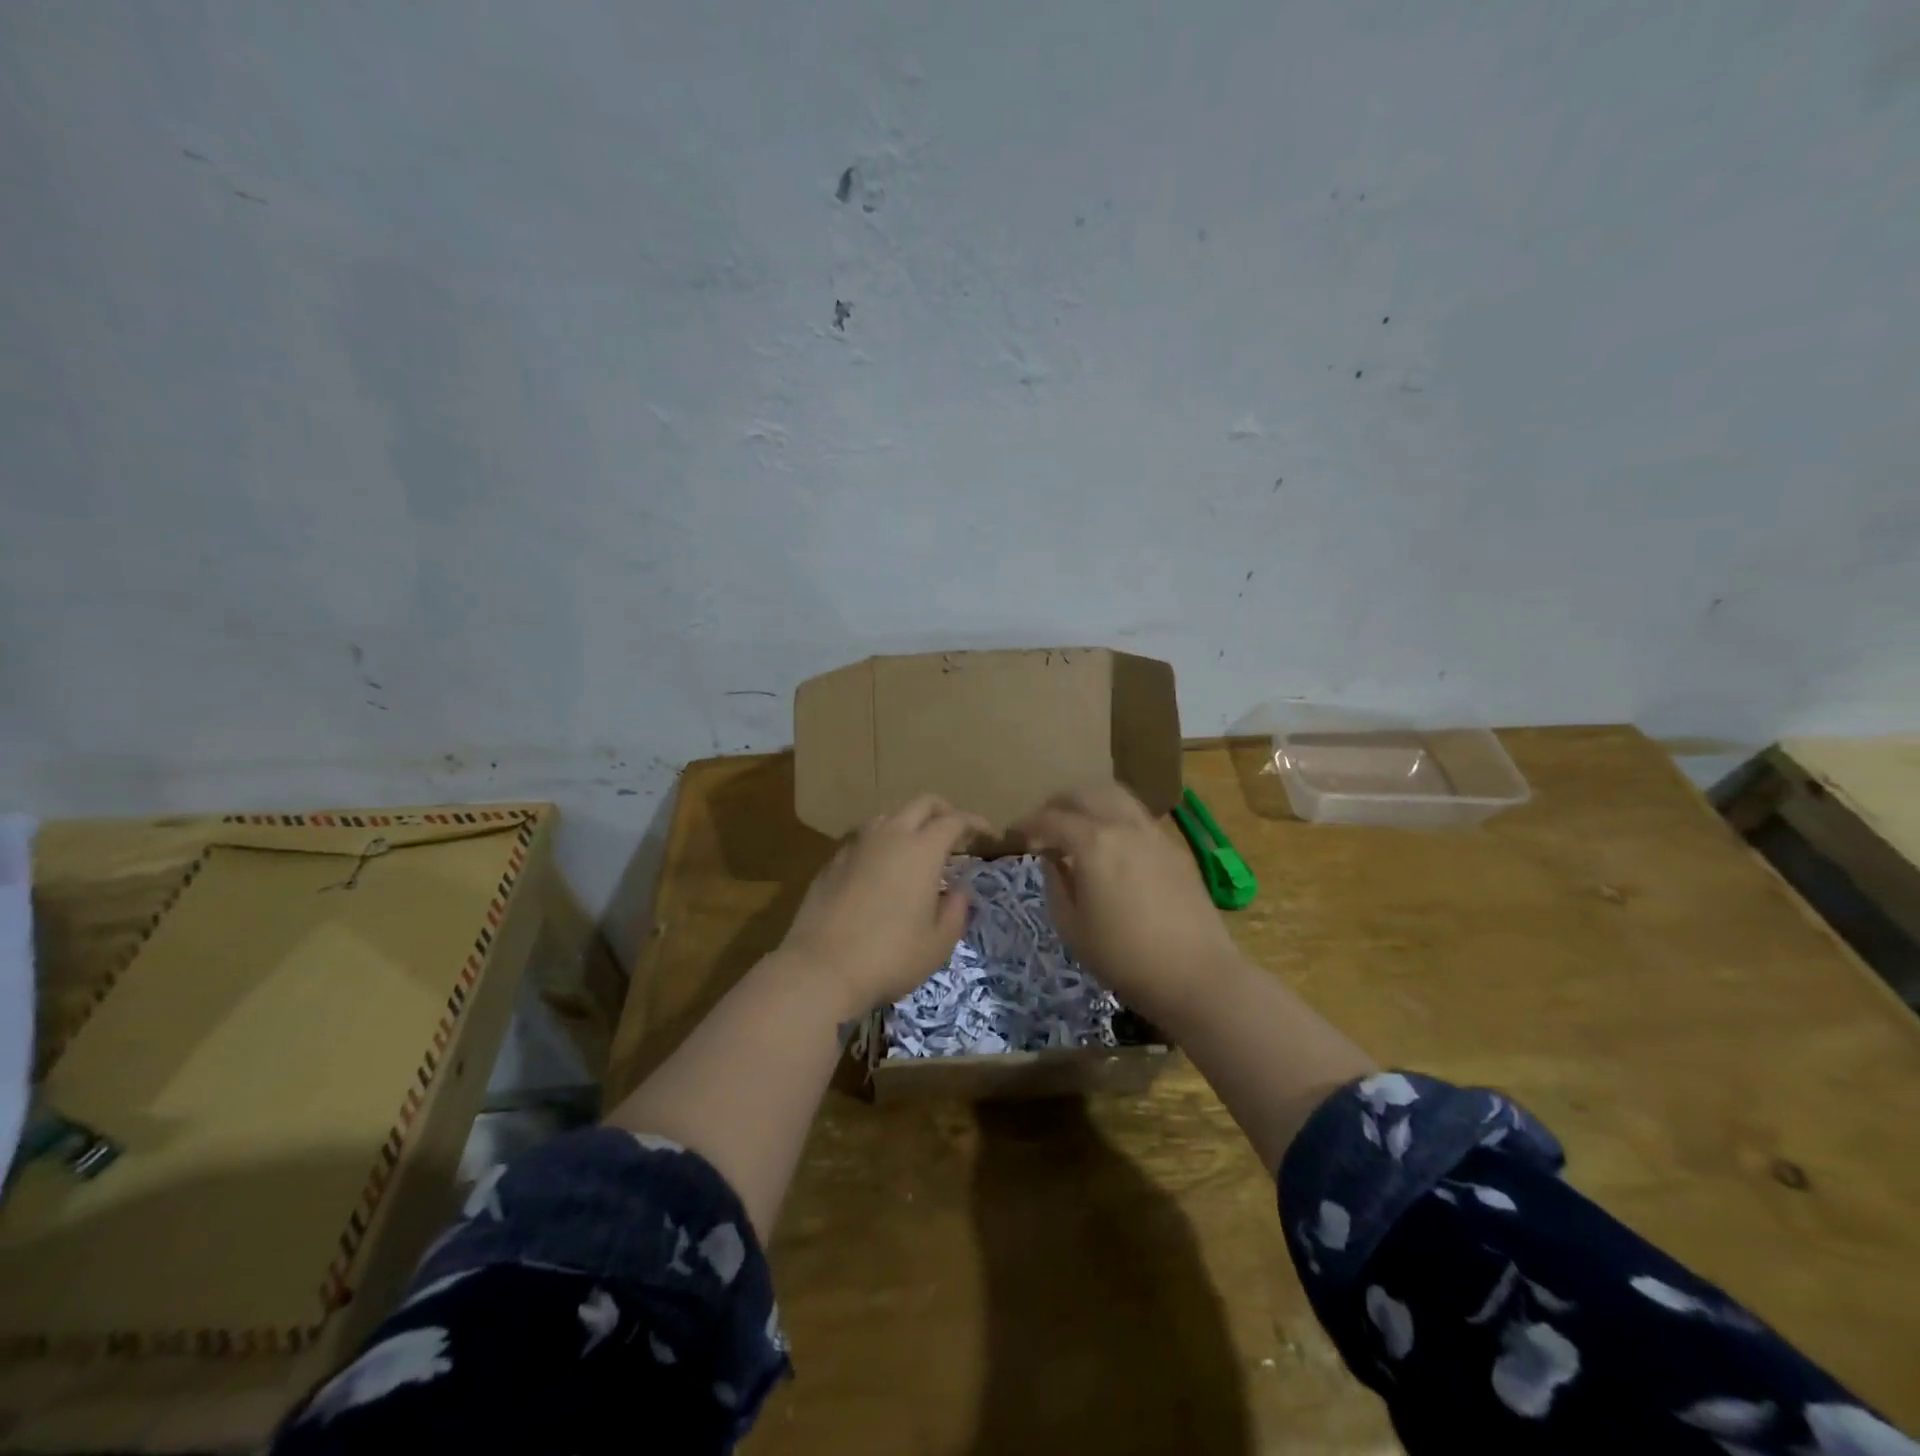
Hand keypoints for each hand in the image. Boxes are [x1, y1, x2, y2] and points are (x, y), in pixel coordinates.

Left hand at [779, 794, 989, 1018]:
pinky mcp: (832, 861)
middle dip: (944, 810)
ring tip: (917, 848)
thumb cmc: (890, 956)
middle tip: (956, 832)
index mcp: (922, 849)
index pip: (955, 820)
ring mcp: (856, 845)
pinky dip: (882, 843)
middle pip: (921, 803)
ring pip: (889, 815)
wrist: (821, 968)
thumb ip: (956, 910)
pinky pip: (864, 838)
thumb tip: (957, 891)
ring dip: (909, 822)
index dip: (975, 823)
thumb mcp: (938, 943)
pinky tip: (882, 868)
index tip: (987, 835)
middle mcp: (889, 835)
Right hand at [1013, 783, 1241, 1022]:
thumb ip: (1055, 884)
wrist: (1196, 974)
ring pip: (1114, 796)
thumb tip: (1052, 858)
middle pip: (1083, 794)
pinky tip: (1110, 844)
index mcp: (1093, 843)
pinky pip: (1136, 815)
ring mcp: (1153, 832)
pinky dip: (1114, 816)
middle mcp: (1123, 825)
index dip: (1027, 824)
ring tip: (1076, 826)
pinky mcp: (1173, 847)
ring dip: (1088, 803)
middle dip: (1056, 805)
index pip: (1050, 818)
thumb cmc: (1124, 957)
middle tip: (1042, 826)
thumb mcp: (1072, 927)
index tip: (1014, 835)